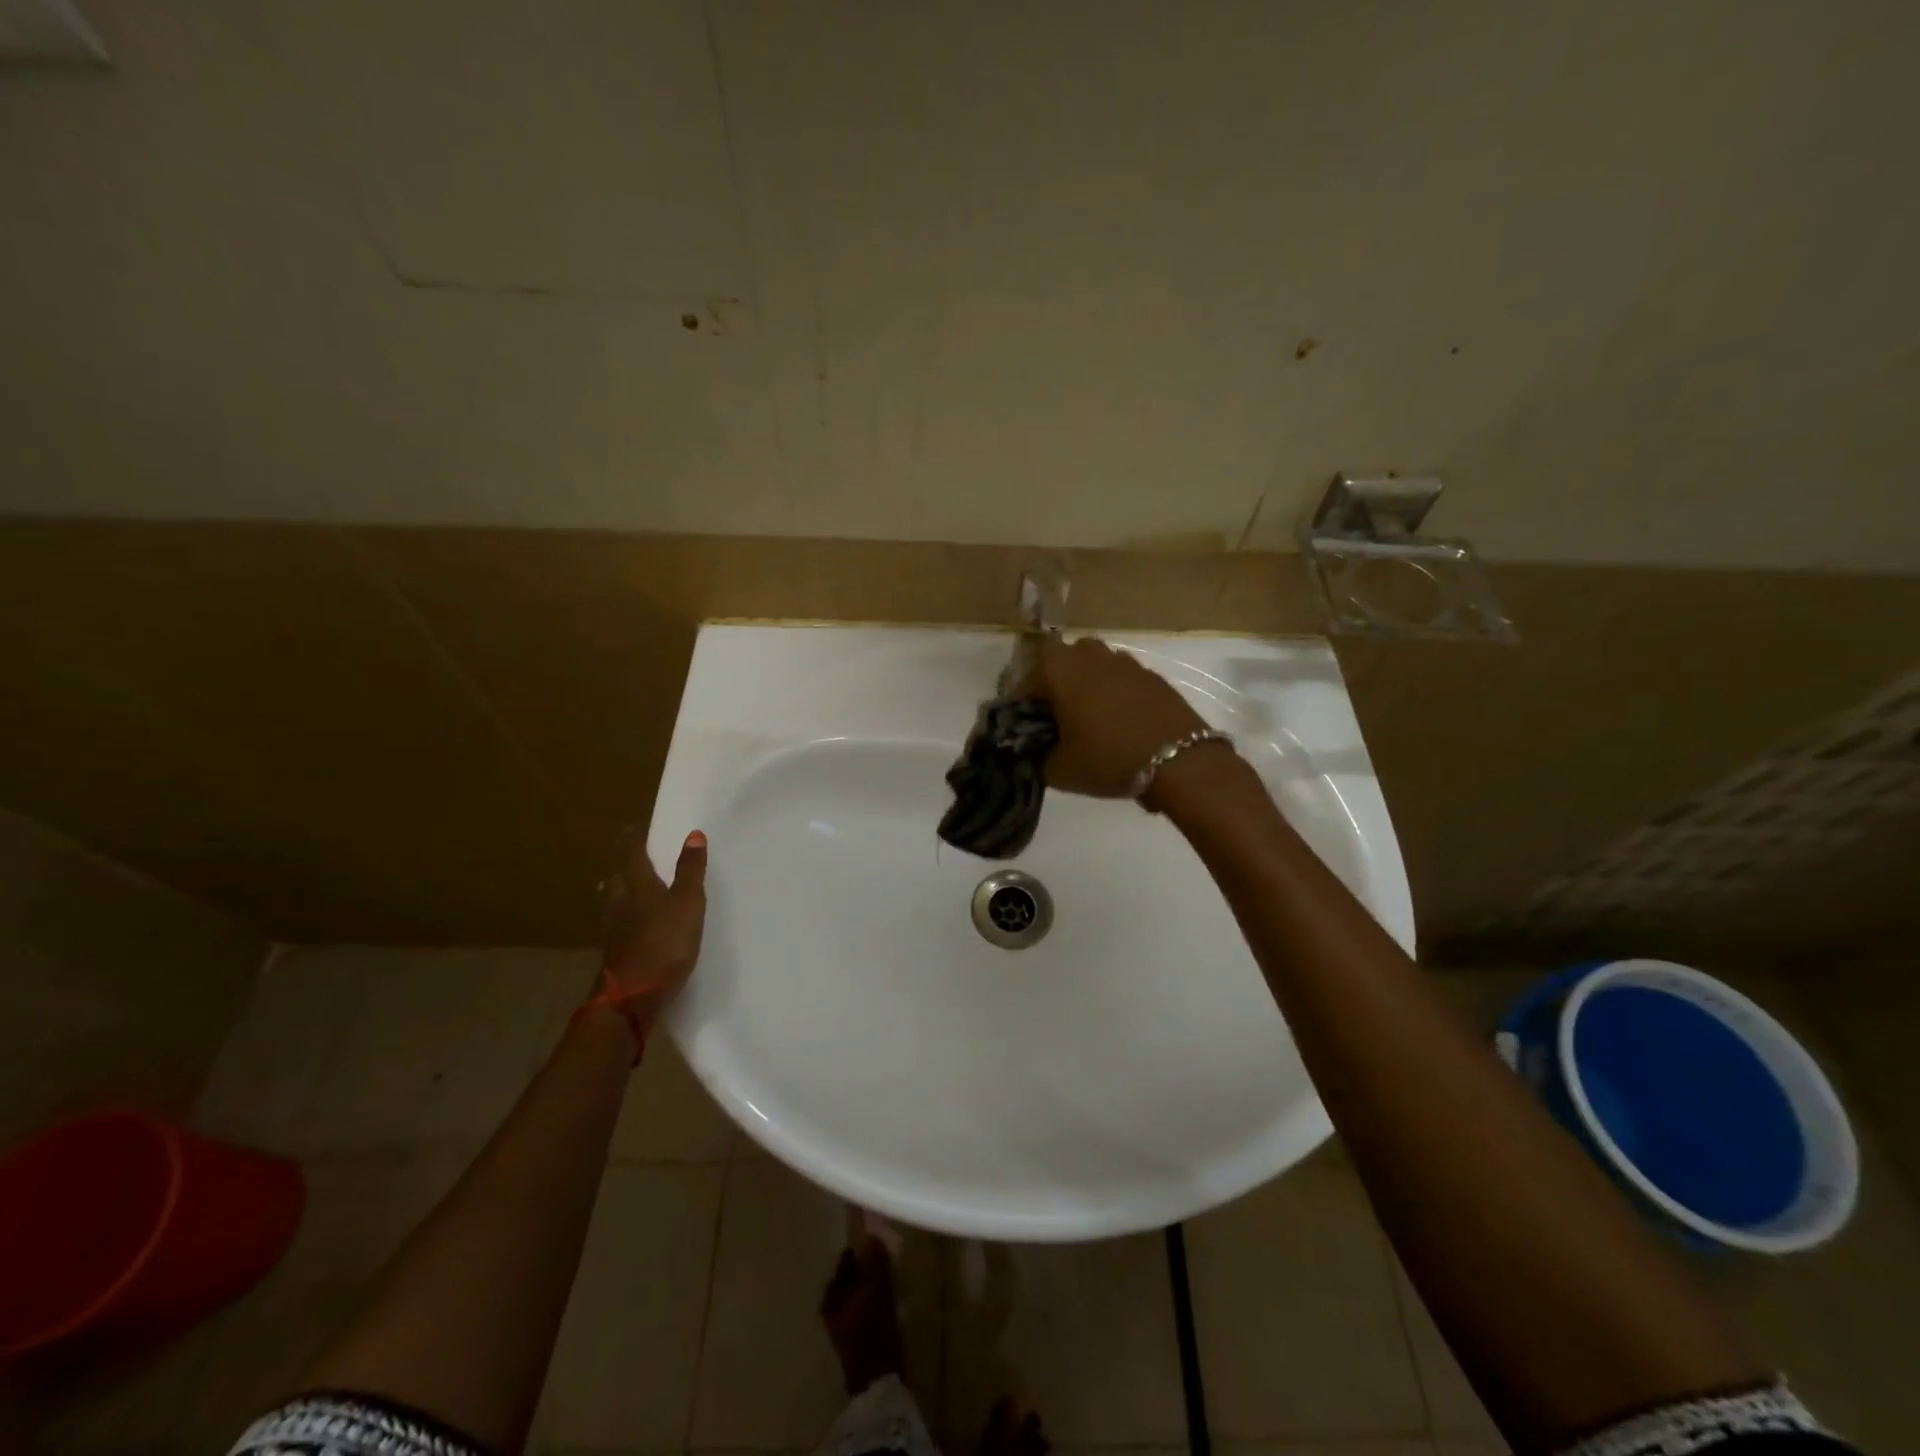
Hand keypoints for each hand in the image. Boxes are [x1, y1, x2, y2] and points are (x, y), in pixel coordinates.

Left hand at [597, 828, 707, 1027]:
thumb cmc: (665, 942)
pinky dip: (619, 919)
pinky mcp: (614, 955)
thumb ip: (690, 870)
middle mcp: (619, 904)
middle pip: (616, 879)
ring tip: (618, 887)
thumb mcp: (688, 903)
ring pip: (610, 903)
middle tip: (624, 858)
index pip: (631, 856)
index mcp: (638, 887)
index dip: (631, 841)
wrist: (633, 995)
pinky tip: (624, 925)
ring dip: (615, 892)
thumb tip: (693, 834)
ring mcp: (613, 932)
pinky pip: (615, 926)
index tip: (629, 827)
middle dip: (620, 867)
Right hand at [1022, 635, 1208, 798]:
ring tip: (1089, 718)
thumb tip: (1033, 753)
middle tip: (1056, 719)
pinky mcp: (1152, 675)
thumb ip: (1036, 758)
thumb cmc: (1108, 759)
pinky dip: (1115, 692)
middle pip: (1061, 661)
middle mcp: (1090, 655)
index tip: (1025, 729)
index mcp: (1059, 670)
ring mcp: (1125, 662)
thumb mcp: (1059, 770)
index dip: (1021, 705)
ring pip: (1094, 664)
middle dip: (1054, 684)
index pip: (1026, 680)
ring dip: (1086, 683)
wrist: (1180, 761)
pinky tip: (1120, 721)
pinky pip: (1122, 677)